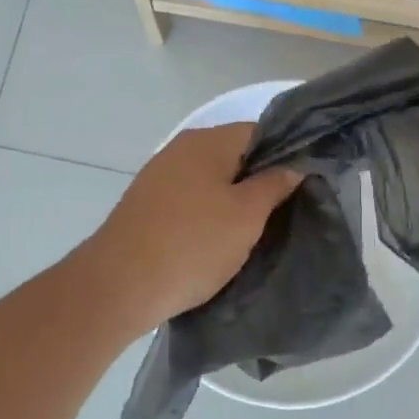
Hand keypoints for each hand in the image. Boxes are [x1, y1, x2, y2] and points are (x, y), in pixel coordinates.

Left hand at [80, 123, 300, 330]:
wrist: (119, 285)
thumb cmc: (192, 244)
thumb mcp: (246, 215)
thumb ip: (273, 184)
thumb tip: (293, 165)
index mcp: (207, 141)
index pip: (257, 132)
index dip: (283, 155)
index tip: (299, 186)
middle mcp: (180, 149)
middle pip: (232, 156)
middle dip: (257, 182)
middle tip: (278, 214)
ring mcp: (158, 177)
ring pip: (209, 181)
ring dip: (230, 202)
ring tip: (249, 234)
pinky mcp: (145, 206)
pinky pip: (188, 202)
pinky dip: (204, 217)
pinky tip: (213, 243)